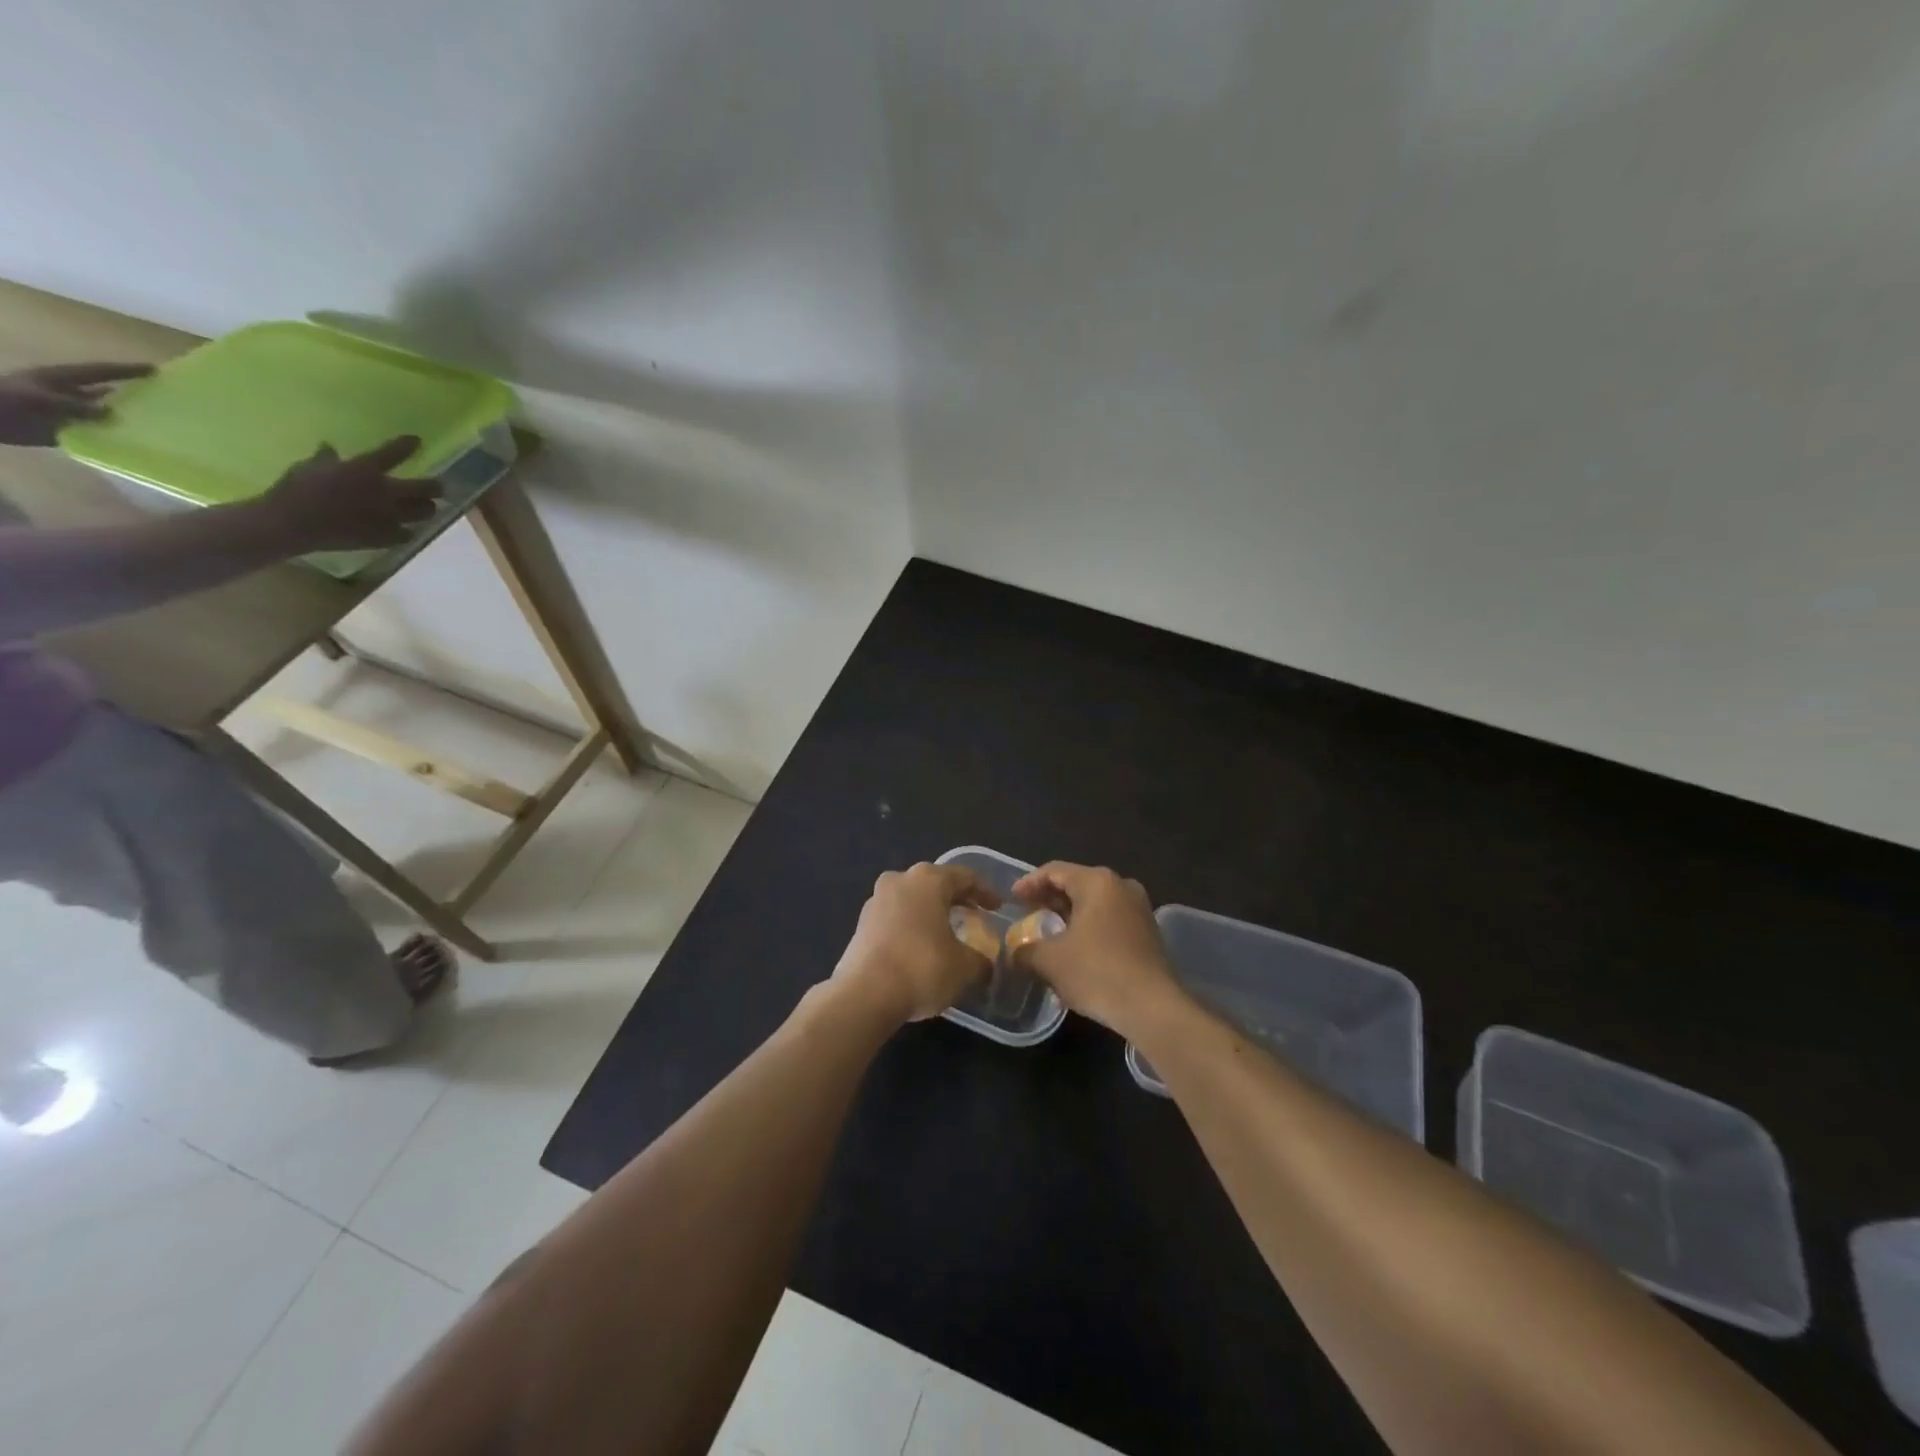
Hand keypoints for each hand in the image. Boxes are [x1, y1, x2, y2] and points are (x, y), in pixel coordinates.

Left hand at [0, 362, 152, 445]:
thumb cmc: (7, 401)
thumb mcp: (39, 398)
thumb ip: (75, 405)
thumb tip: (111, 412)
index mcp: (63, 379)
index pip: (101, 372)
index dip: (127, 370)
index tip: (156, 370)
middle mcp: (71, 394)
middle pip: (108, 393)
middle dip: (134, 396)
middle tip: (167, 401)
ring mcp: (70, 413)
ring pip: (106, 415)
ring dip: (127, 420)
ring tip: (159, 427)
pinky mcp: (68, 431)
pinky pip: (98, 435)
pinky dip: (114, 439)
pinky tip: (134, 446)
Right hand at [254, 437, 441, 552]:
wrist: (293, 523)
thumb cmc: (297, 489)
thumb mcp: (309, 467)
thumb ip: (325, 458)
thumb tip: (328, 447)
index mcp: (365, 470)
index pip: (393, 453)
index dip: (407, 445)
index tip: (416, 441)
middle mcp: (385, 492)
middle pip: (426, 489)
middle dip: (436, 487)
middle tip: (439, 487)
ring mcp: (389, 516)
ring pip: (424, 512)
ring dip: (427, 509)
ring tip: (427, 508)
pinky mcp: (387, 536)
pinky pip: (408, 534)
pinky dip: (409, 531)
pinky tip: (407, 530)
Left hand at [832, 862, 1001, 1023]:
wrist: (864, 995)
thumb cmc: (922, 968)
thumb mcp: (964, 967)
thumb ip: (980, 960)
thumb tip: (985, 964)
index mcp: (928, 880)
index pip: (965, 877)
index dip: (985, 892)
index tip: (998, 907)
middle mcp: (900, 880)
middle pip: (935, 884)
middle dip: (956, 899)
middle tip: (974, 916)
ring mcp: (876, 900)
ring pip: (912, 899)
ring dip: (931, 912)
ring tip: (947, 933)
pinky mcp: (861, 924)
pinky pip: (895, 917)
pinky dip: (911, 926)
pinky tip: (920, 947)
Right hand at [1008, 862, 1180, 1036]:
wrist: (1153, 1008)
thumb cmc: (1097, 972)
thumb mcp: (1049, 961)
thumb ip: (1025, 950)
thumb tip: (1015, 952)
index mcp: (1097, 882)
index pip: (1054, 871)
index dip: (1029, 883)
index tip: (1012, 899)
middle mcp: (1121, 887)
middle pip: (1076, 885)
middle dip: (1049, 900)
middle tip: (1027, 914)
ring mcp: (1139, 909)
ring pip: (1094, 904)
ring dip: (1069, 917)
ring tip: (1048, 935)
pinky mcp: (1148, 933)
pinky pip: (1110, 921)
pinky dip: (1088, 929)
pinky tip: (1074, 951)